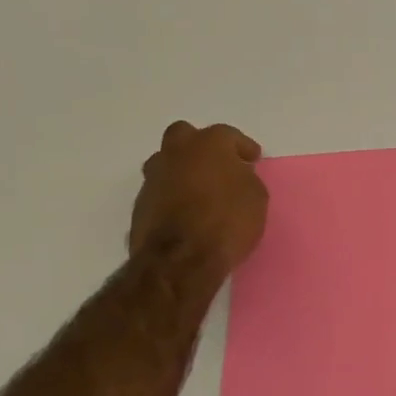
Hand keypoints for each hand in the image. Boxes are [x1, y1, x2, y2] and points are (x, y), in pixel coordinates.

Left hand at [128, 121, 268, 272]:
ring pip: (166, 162)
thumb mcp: (256, 197)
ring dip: (182, 171)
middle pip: (184, 136)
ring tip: (199, 190)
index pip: (228, 135)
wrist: (181, 260)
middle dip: (200, 146)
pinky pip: (160, 191)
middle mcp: (176, 153)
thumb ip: (245, 178)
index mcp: (209, 144)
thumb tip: (235, 176)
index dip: (242, 148)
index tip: (252, 160)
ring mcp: (153, 178)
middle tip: (217, 165)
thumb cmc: (227, 221)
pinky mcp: (139, 205)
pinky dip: (172, 196)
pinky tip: (185, 212)